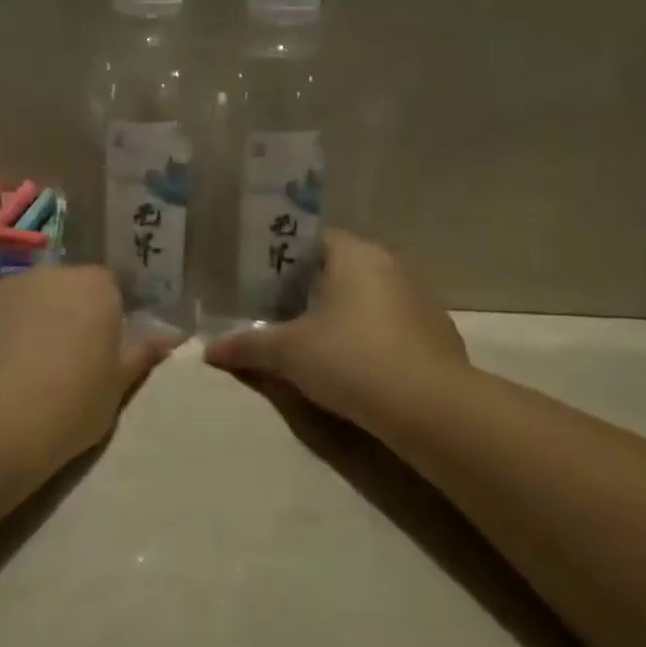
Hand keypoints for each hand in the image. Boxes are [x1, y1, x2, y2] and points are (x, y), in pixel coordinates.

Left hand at [0, 266, 173, 456]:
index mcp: (94, 286)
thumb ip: (140, 354)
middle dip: (65, 315)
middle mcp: (48, 274)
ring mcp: (2, 288)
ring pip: (24, 302)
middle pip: (63, 289)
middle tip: (64, 361)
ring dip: (27, 324)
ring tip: (22, 373)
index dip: (106, 317)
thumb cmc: (71, 401)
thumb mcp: (117, 385)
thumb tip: (167, 336)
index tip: (102, 350)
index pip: (109, 288)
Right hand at [205, 230, 468, 433]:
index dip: (285, 257)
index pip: (314, 240)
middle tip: (279, 311)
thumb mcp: (288, 353)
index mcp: (355, 255)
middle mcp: (391, 266)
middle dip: (312, 288)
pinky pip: (393, 324)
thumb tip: (209, 350)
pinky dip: (372, 336)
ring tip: (314, 340)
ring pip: (370, 296)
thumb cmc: (350, 359)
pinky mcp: (436, 333)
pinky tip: (357, 365)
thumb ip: (248, 346)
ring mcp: (419, 299)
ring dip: (344, 313)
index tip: (262, 279)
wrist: (428, 406)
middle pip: (342, 268)